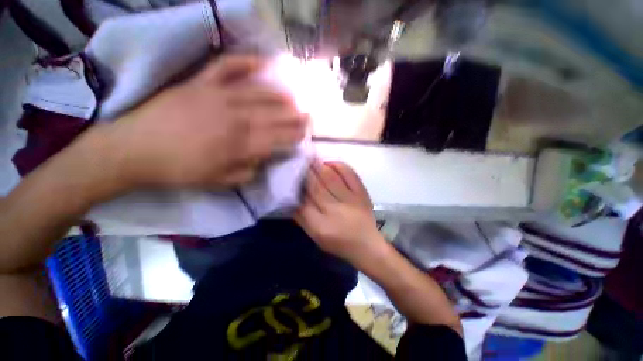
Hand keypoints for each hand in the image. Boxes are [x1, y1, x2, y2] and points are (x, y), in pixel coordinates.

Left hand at [99, 55, 306, 190]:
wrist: (134, 149)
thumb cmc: (179, 170)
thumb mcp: (219, 181)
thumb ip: (247, 170)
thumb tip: (262, 157)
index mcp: (239, 145)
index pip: (278, 138)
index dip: (294, 135)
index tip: (307, 132)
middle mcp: (235, 118)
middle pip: (274, 115)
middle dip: (295, 116)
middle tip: (308, 114)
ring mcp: (218, 95)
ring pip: (259, 92)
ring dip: (281, 95)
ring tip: (294, 97)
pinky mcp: (201, 82)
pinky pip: (227, 66)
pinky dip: (246, 61)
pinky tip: (263, 62)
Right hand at [295, 160, 384, 263]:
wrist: (366, 245)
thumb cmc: (338, 242)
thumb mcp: (315, 236)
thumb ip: (302, 219)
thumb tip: (292, 199)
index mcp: (321, 226)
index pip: (303, 202)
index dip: (296, 188)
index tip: (290, 176)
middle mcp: (335, 210)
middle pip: (316, 187)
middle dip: (306, 173)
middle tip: (298, 161)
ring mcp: (351, 200)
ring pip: (331, 179)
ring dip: (319, 167)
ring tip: (311, 158)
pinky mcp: (362, 193)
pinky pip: (350, 175)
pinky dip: (339, 166)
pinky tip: (330, 163)